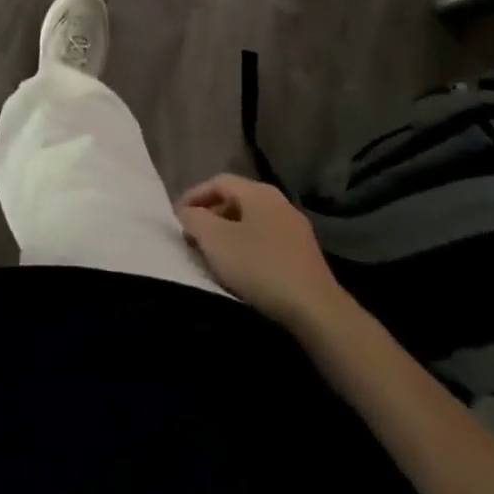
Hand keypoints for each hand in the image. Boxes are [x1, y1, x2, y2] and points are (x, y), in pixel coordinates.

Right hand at [177, 174, 345, 329]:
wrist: (316, 311)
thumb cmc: (260, 267)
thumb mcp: (215, 240)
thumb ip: (194, 220)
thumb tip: (186, 212)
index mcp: (259, 192)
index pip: (218, 182)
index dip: (194, 196)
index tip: (177, 217)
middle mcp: (279, 202)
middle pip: (236, 201)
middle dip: (210, 217)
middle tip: (192, 237)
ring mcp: (296, 229)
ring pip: (252, 223)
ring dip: (228, 235)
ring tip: (213, 256)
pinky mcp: (305, 256)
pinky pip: (267, 242)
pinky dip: (248, 249)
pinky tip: (241, 272)